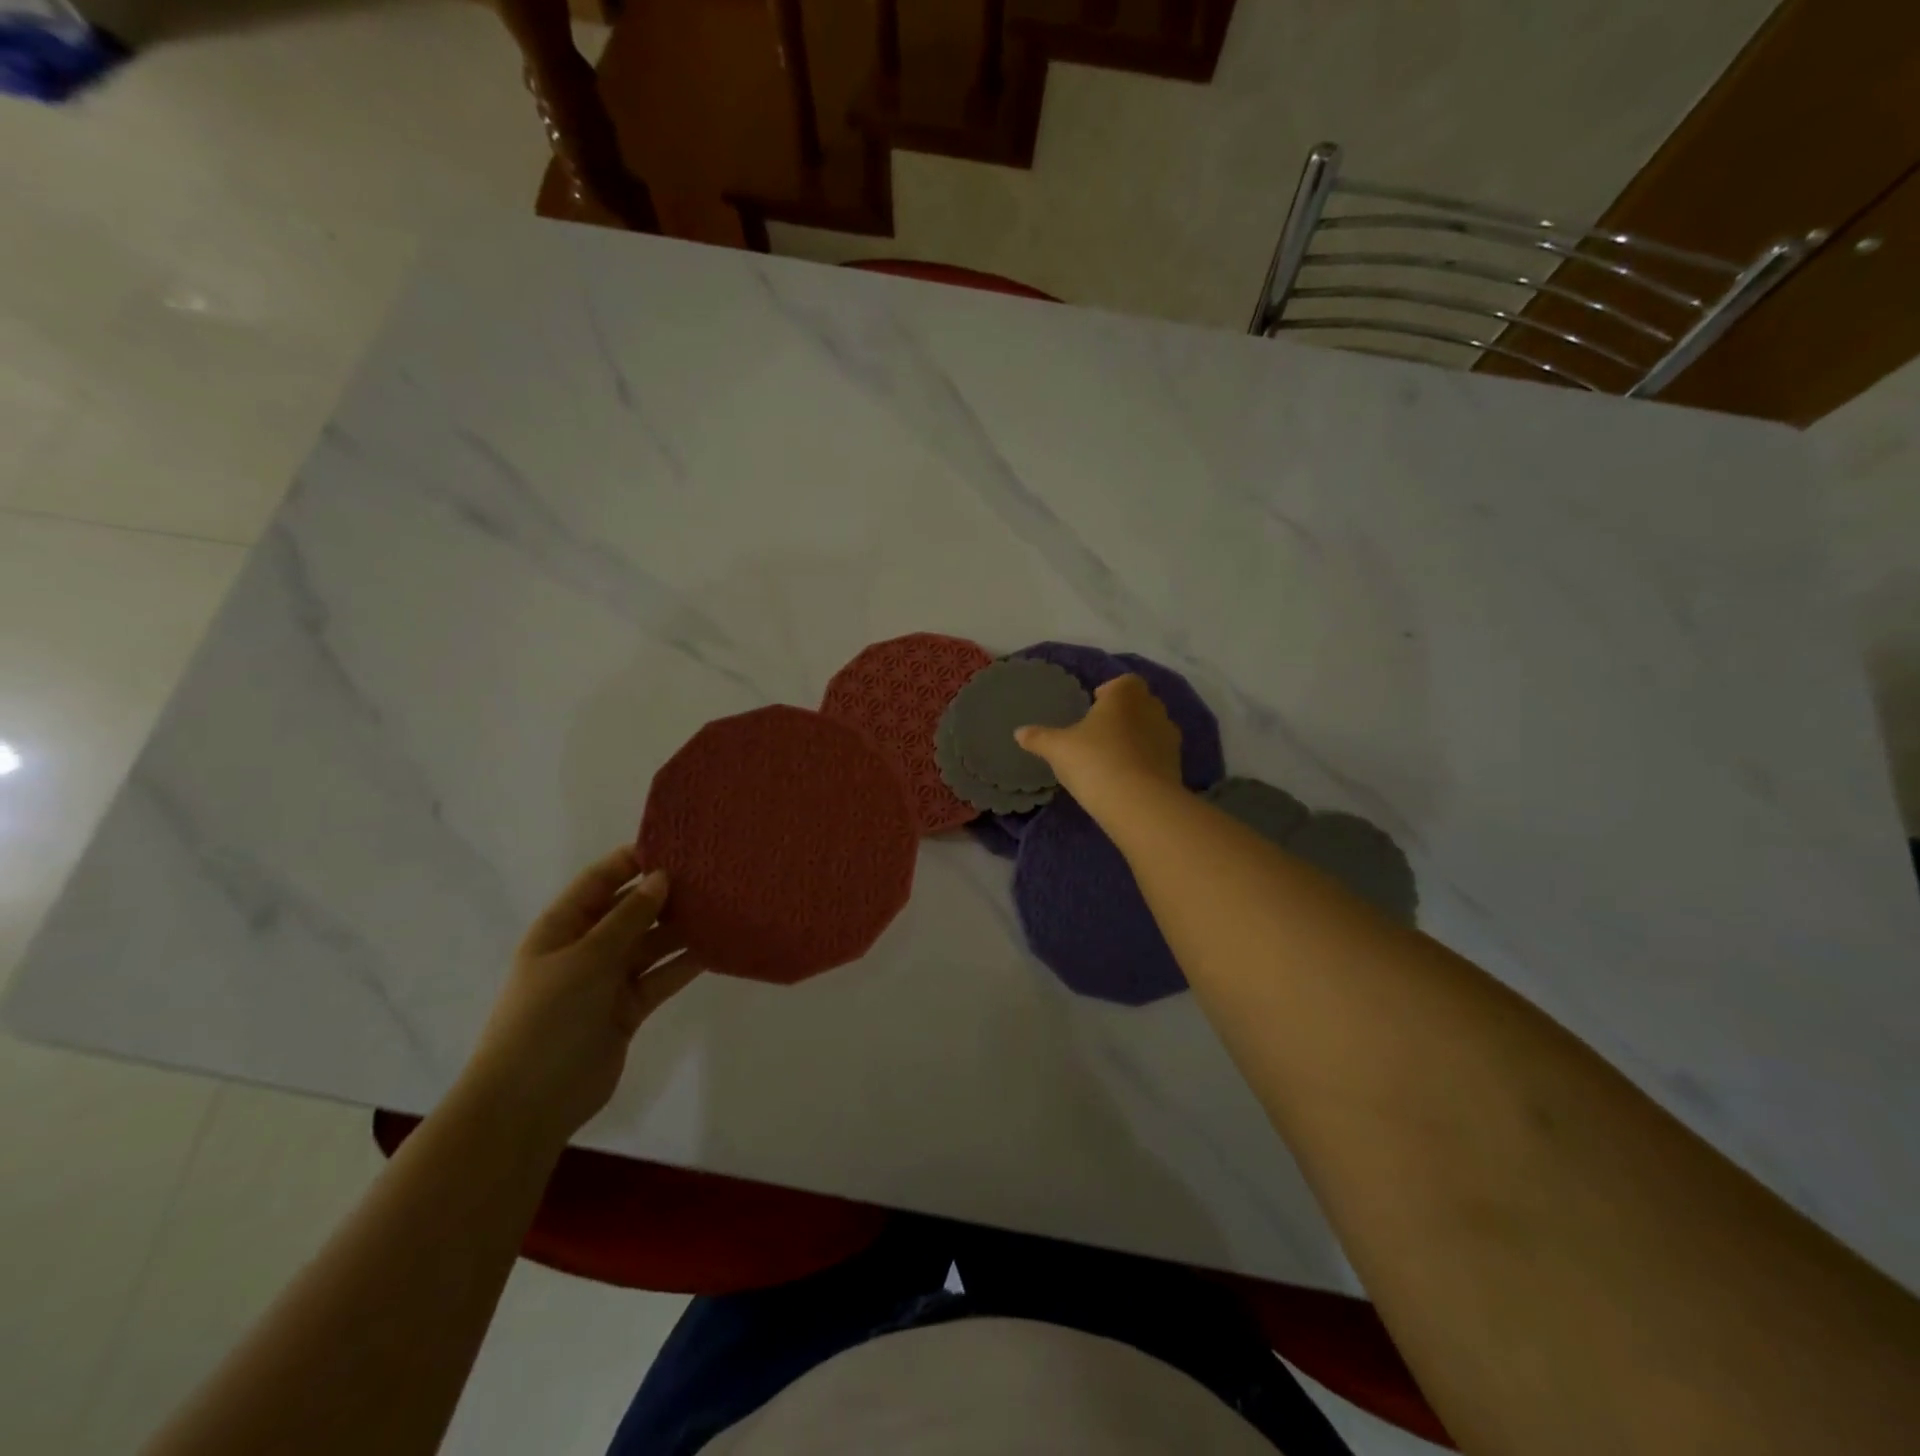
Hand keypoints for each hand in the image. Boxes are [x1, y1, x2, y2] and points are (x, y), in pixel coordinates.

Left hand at [463, 847, 702, 1144]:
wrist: (529, 1103)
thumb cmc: (548, 1017)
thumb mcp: (587, 958)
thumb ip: (628, 917)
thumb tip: (661, 877)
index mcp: (562, 927)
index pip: (600, 881)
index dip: (634, 861)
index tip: (678, 845)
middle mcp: (586, 948)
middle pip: (631, 910)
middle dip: (666, 894)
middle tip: (713, 875)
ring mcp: (608, 980)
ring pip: (651, 943)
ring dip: (681, 928)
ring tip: (723, 906)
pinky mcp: (629, 1008)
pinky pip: (661, 976)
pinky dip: (685, 963)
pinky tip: (717, 947)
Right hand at [1015, 673, 1182, 813]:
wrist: (1138, 802)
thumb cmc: (1094, 760)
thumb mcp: (1057, 749)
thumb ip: (1039, 738)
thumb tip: (1018, 732)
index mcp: (1125, 695)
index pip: (1124, 682)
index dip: (1110, 691)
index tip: (1094, 705)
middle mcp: (1152, 709)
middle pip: (1140, 704)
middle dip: (1124, 714)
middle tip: (1100, 732)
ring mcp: (1169, 738)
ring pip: (1152, 729)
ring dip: (1137, 738)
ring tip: (1113, 757)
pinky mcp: (1177, 765)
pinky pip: (1159, 755)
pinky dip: (1146, 761)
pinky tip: (1128, 778)